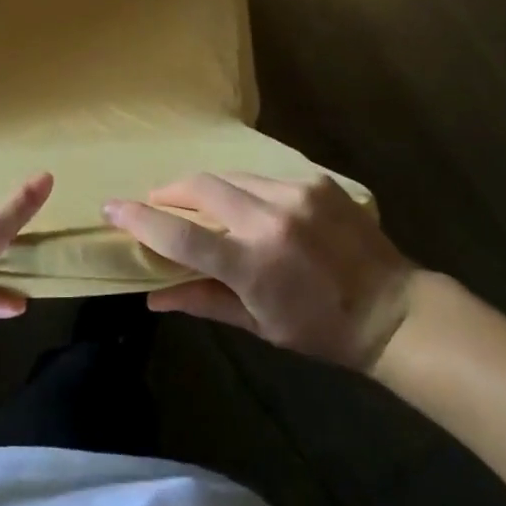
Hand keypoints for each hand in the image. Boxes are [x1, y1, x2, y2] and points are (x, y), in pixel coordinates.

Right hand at [104, 173, 415, 370]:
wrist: (392, 309)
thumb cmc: (320, 330)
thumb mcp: (259, 324)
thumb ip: (203, 301)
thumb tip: (152, 298)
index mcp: (253, 264)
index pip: (181, 235)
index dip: (141, 219)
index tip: (113, 208)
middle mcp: (270, 219)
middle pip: (200, 187)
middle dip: (170, 191)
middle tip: (156, 203)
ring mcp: (295, 194)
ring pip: (230, 176)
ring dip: (206, 188)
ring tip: (199, 203)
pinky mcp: (315, 180)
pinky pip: (263, 177)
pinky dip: (244, 189)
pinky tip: (248, 205)